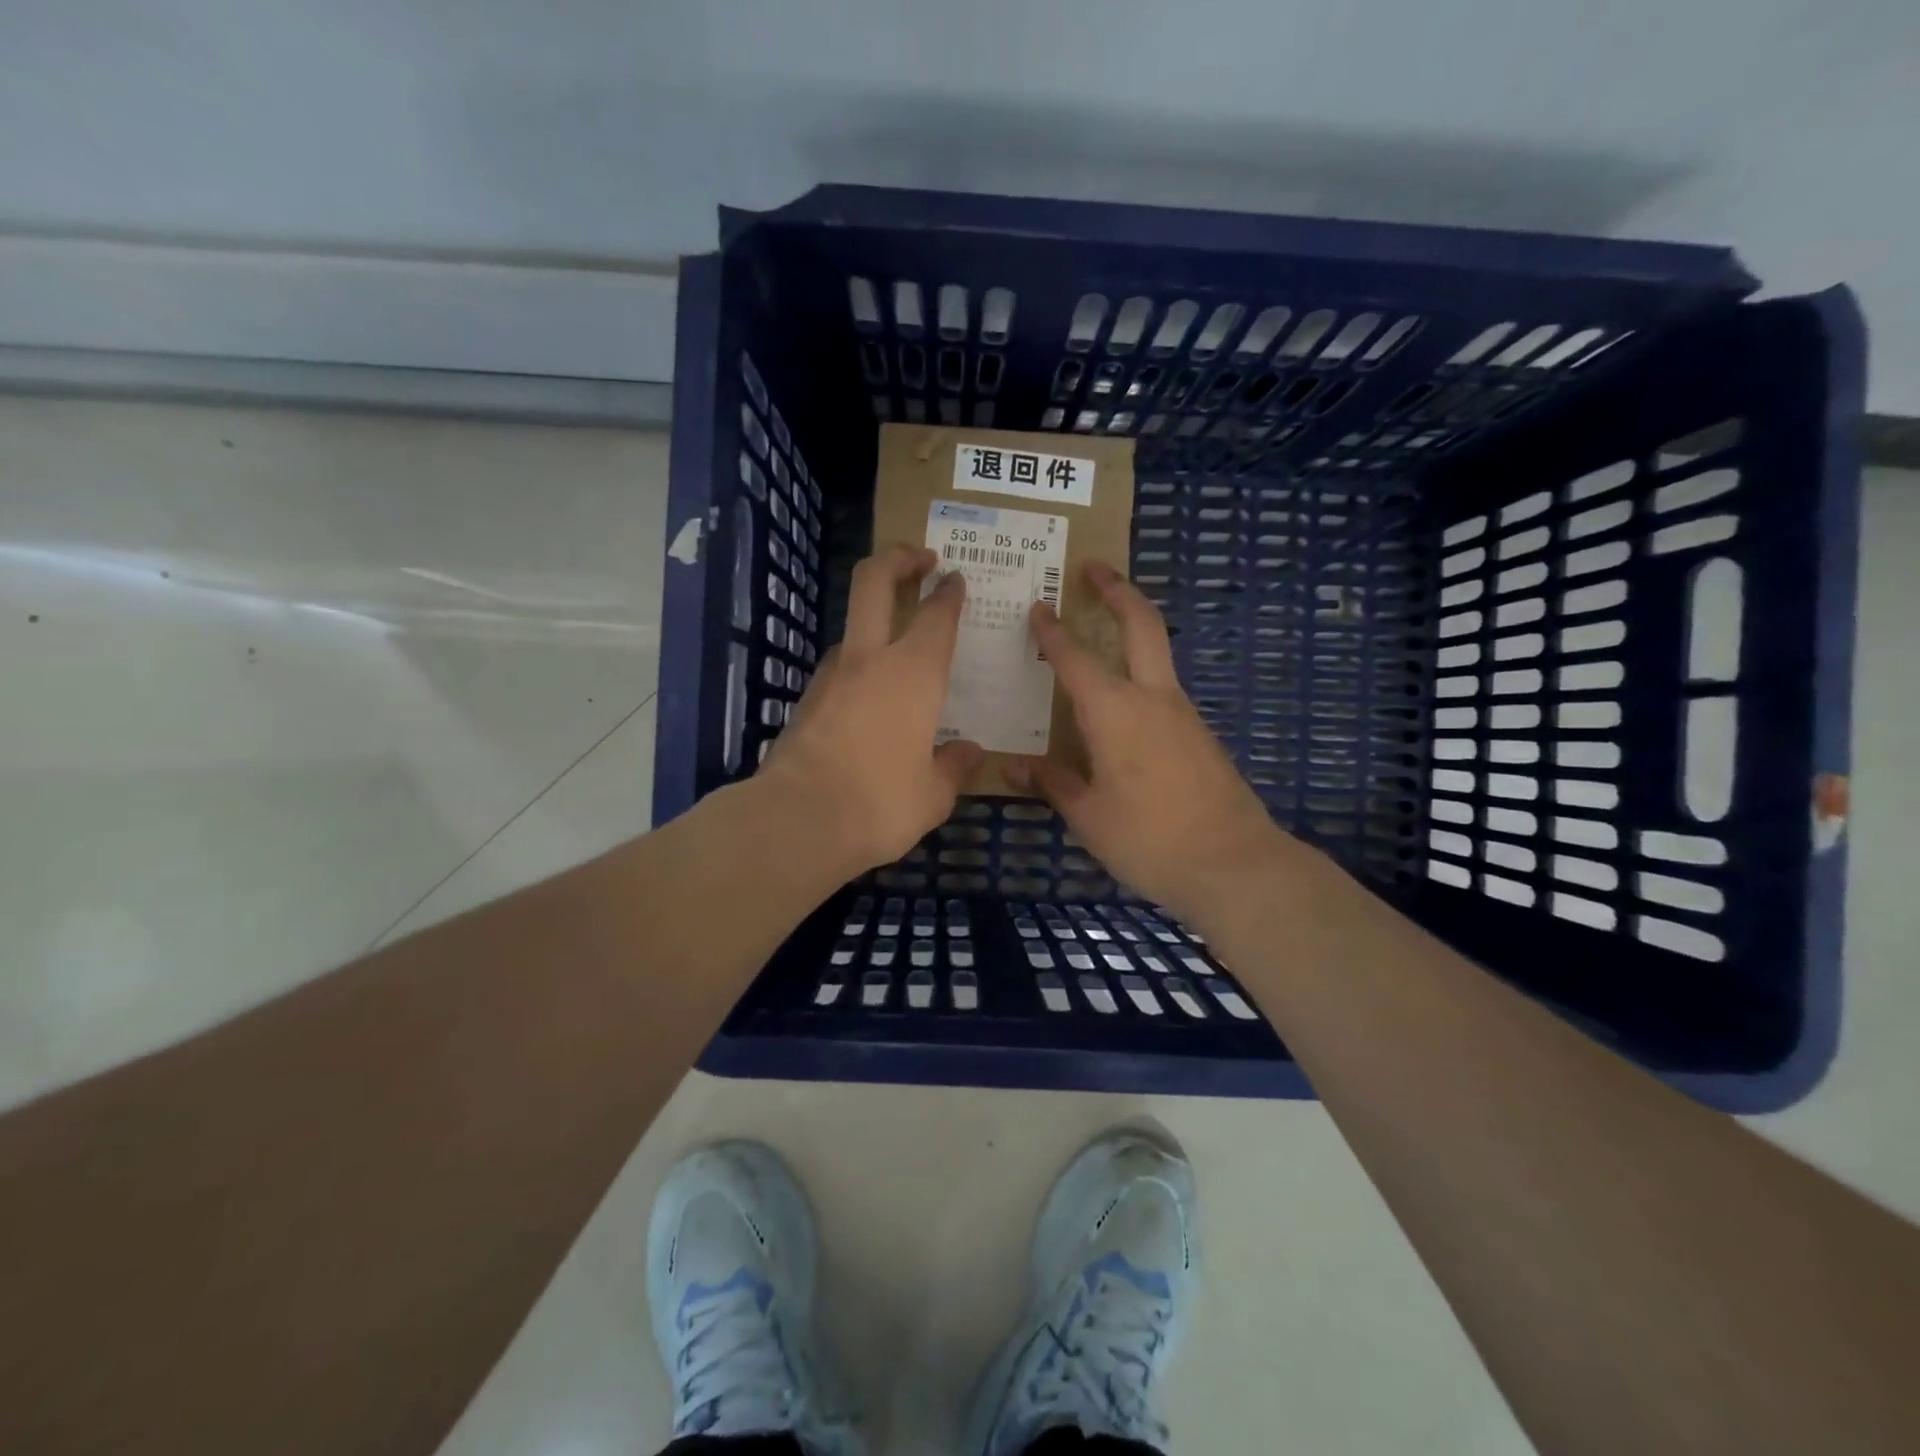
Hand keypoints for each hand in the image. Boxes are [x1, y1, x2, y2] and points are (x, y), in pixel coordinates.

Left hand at [757, 544, 982, 875]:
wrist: (796, 821)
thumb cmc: (880, 803)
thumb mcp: (933, 794)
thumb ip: (954, 766)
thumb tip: (969, 751)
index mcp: (915, 672)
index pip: (936, 614)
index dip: (949, 592)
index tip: (955, 580)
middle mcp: (870, 659)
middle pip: (874, 581)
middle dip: (898, 558)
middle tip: (921, 560)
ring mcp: (831, 676)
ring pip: (853, 628)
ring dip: (875, 622)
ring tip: (900, 653)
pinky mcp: (806, 700)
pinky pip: (840, 670)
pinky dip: (859, 669)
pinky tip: (871, 703)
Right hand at [1007, 562, 1313, 923]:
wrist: (1234, 864)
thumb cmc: (1149, 839)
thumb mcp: (1088, 816)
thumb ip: (1053, 783)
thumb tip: (1015, 768)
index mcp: (1115, 712)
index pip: (1076, 658)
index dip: (1053, 631)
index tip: (1038, 605)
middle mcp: (1153, 699)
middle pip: (1142, 624)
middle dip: (1118, 590)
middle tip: (1095, 567)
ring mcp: (1184, 714)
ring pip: (1157, 656)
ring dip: (1133, 631)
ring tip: (1101, 634)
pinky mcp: (1200, 736)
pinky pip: (1163, 692)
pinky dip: (1140, 677)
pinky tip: (1122, 707)